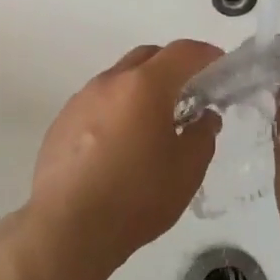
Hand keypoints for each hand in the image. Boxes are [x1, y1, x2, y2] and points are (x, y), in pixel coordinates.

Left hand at [24, 40, 223, 279]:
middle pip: (147, 56)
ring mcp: (81, 100)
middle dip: (172, 66)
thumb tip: (204, 117)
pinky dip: (116, 109)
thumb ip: (203, 135)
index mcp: (145, 85)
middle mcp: (110, 81)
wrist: (66, 228)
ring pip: (119, 79)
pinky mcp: (61, 122)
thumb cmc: (137, 195)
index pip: (182, 52)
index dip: (205, 54)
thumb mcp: (187, 169)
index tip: (219, 65)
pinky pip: (97, 103)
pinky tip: (119, 145)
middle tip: (189, 94)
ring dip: (140, 89)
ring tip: (152, 123)